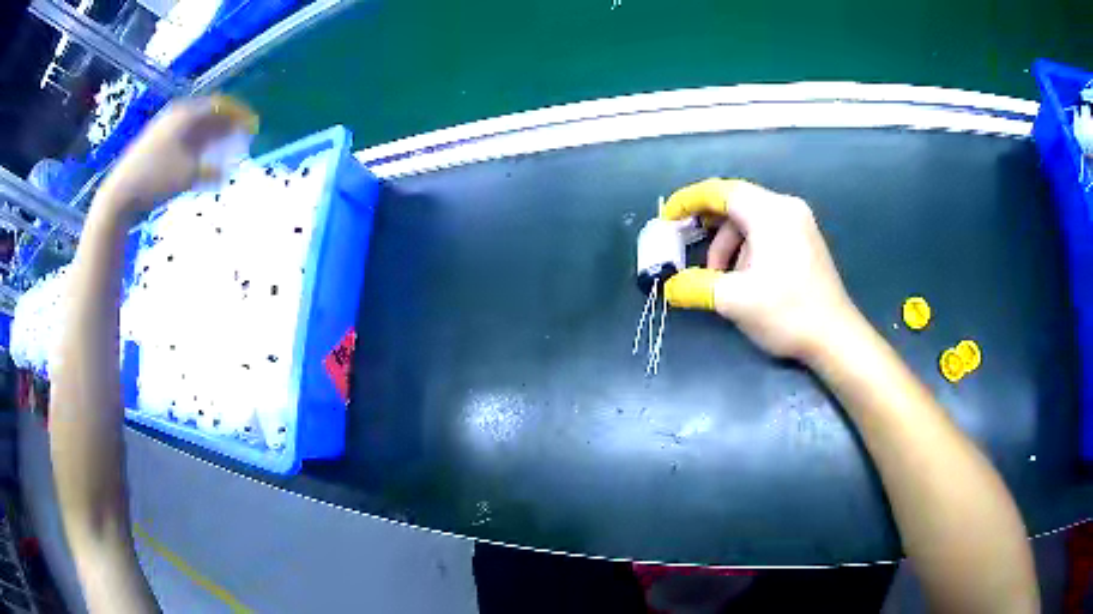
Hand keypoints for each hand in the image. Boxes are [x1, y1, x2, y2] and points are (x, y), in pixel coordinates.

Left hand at [96, 95, 257, 217]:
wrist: (120, 193)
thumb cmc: (156, 179)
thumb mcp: (188, 175)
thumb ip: (211, 170)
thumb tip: (227, 171)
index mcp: (187, 114)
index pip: (220, 106)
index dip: (238, 115)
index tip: (252, 126)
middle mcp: (176, 115)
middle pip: (207, 114)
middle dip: (225, 124)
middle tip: (239, 137)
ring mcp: (163, 128)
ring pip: (194, 126)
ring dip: (211, 135)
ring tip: (222, 148)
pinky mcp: (154, 143)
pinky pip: (183, 137)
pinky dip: (196, 144)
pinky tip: (199, 158)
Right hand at [661, 178, 859, 360]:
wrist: (835, 337)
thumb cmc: (787, 312)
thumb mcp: (735, 300)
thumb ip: (695, 286)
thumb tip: (670, 286)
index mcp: (770, 212)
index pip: (720, 191)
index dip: (689, 200)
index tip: (667, 217)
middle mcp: (786, 208)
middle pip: (735, 204)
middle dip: (708, 227)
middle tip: (686, 248)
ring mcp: (799, 223)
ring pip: (750, 221)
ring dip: (728, 245)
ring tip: (720, 278)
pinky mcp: (805, 240)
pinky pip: (766, 231)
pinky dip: (747, 248)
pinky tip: (744, 277)